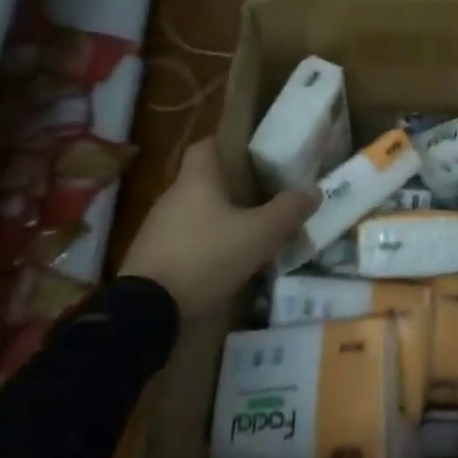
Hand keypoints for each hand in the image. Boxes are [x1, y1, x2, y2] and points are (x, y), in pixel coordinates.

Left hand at [118, 138, 315, 318]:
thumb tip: (313, 191)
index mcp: (195, 180)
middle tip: (260, 196)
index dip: (227, 144)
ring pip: (191, 212)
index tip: (251, 154)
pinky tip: (219, 263)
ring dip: (214, 219)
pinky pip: (180, 240)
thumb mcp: (258, 235)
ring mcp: (155, 229)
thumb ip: (287, 211)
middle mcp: (171, 197)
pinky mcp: (148, 259)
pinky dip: (200, 245)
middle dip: (229, 187)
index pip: (206, 145)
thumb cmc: (205, 257)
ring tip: (244, 232)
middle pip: (201, 180)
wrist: (144, 314)